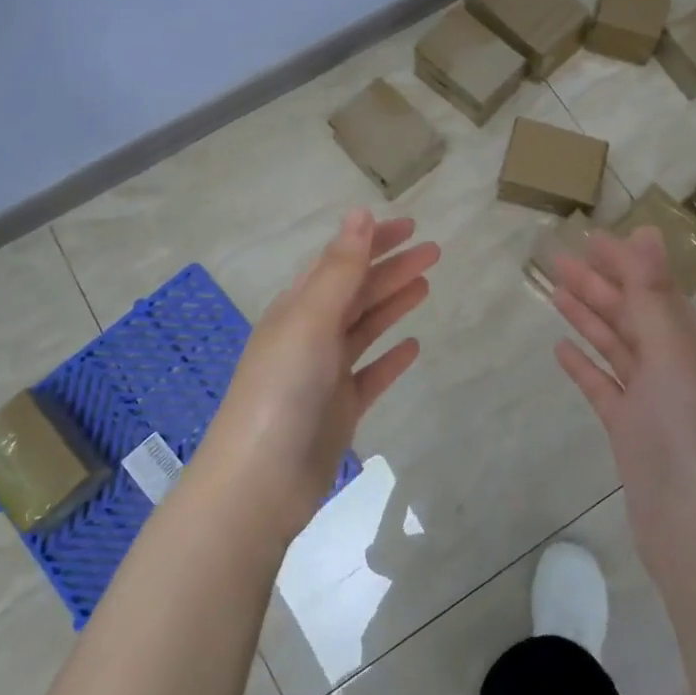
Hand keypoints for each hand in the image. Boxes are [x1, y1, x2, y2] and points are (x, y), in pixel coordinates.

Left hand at [195, 209, 438, 544]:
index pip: (339, 262)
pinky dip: (391, 358)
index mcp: (297, 308)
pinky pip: (371, 374)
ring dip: (393, 304)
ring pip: (365, 328)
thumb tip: (360, 213)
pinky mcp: (339, 409)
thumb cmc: (283, 390)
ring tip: (426, 284)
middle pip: (357, 292)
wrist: (261, 481)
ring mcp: (325, 374)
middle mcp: (310, 335)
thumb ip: (340, 269)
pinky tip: (414, 347)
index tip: (410, 225)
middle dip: (392, 269)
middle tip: (434, 252)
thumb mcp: (311, 320)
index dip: (372, 241)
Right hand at [550, 227, 695, 573]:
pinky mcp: (628, 428)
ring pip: (614, 346)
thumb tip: (646, 232)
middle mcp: (671, 364)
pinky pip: (603, 386)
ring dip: (587, 318)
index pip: (652, 289)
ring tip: (554, 292)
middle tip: (556, 259)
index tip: (589, 237)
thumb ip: (652, 294)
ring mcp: (649, 399)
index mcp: (687, 342)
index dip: (623, 262)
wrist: (693, 524)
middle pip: (629, 314)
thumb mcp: (670, 352)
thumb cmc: (685, 429)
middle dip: (596, 284)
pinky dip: (584, 366)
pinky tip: (560, 350)